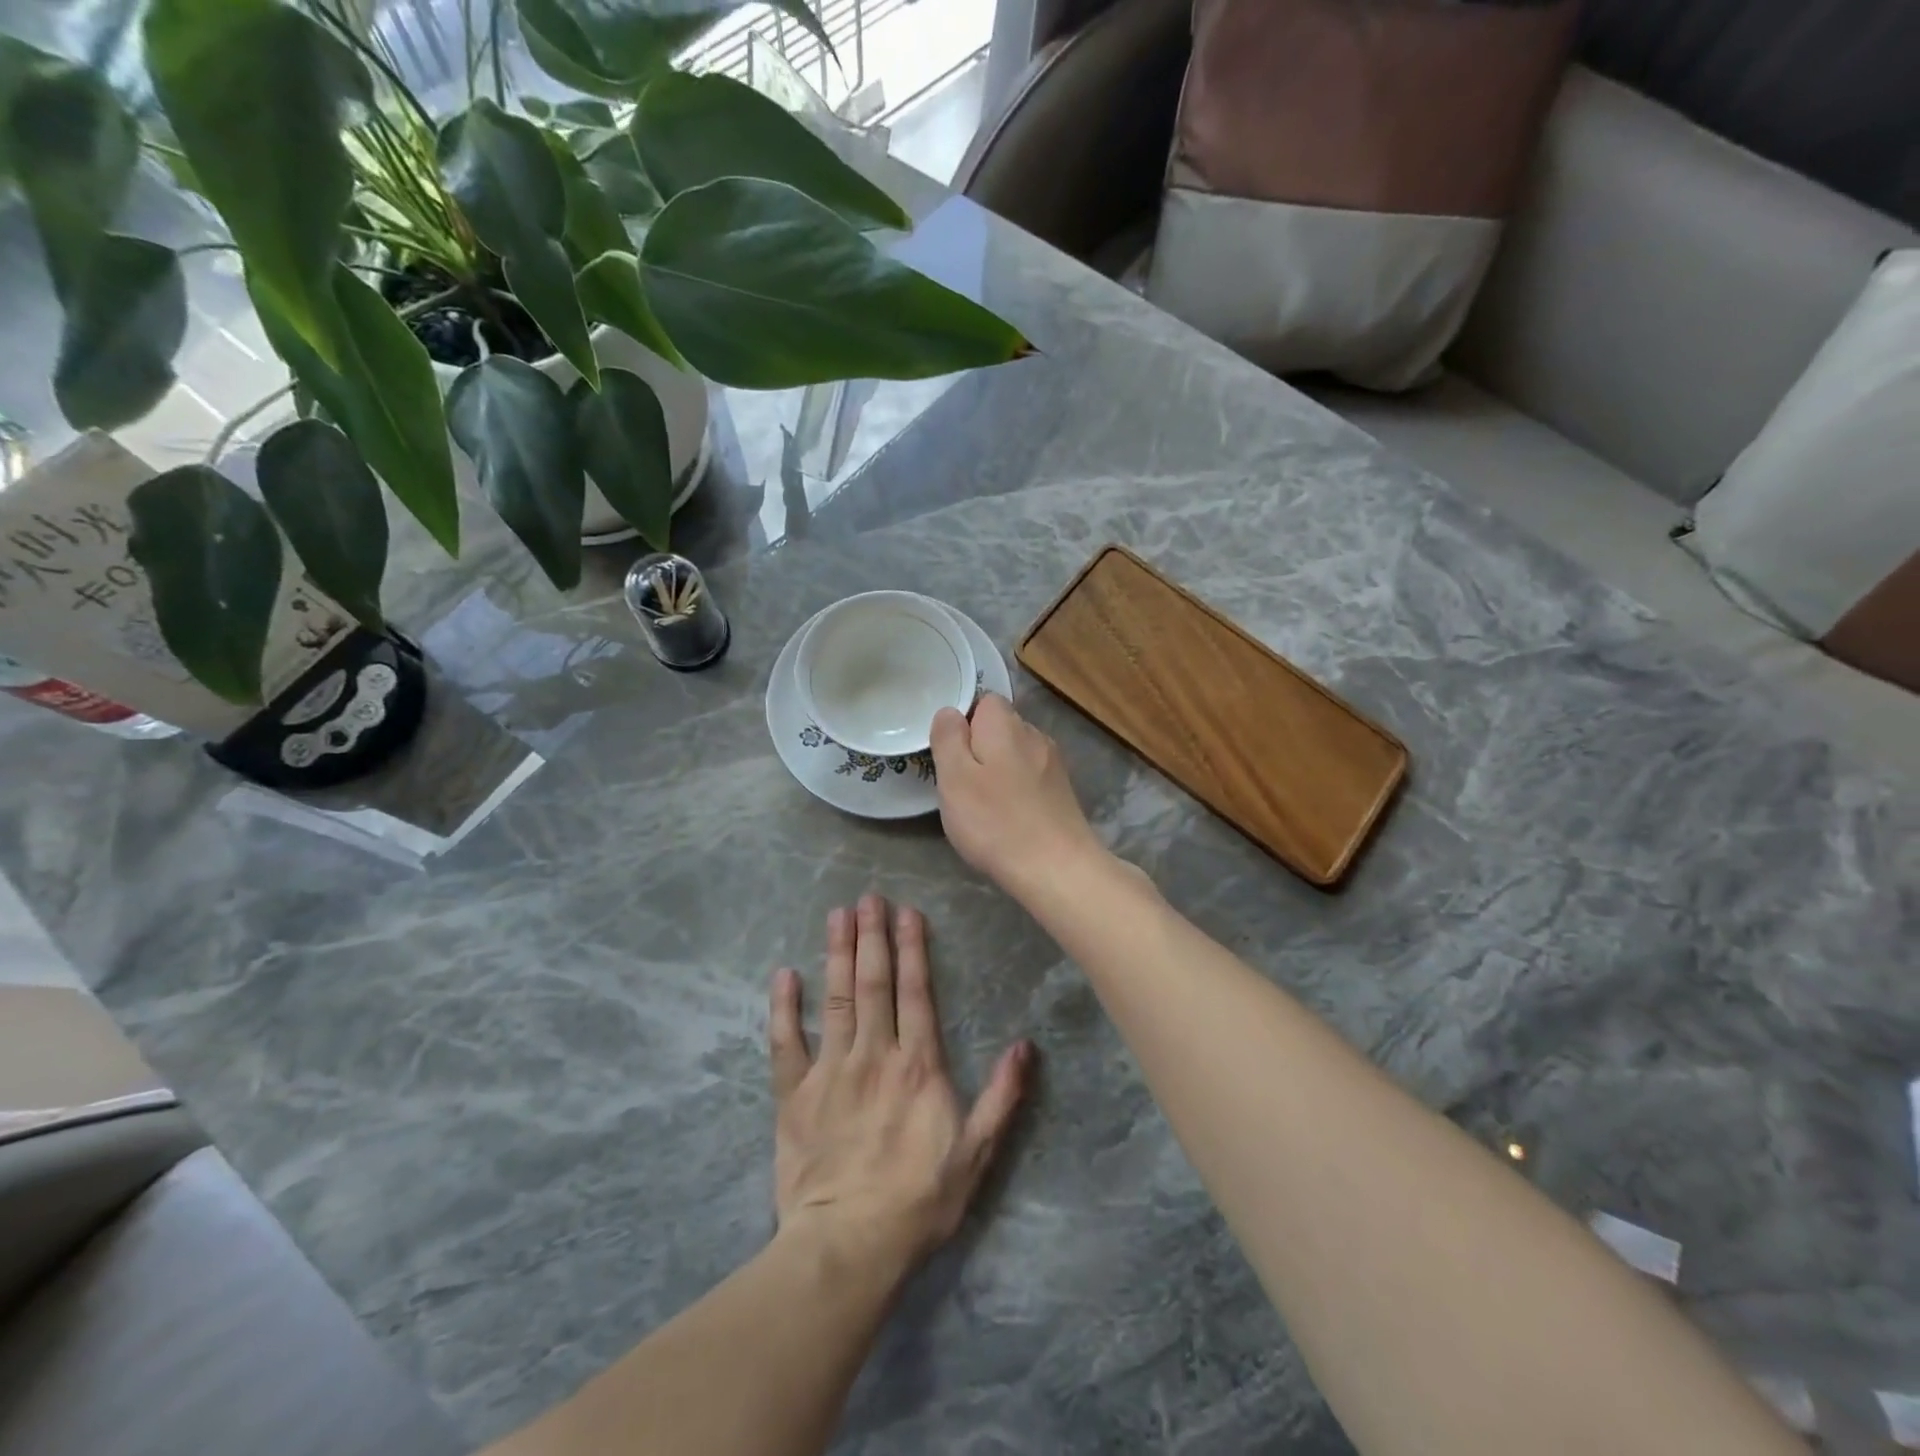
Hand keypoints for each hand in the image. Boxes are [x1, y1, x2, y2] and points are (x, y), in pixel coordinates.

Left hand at [769, 896, 1030, 1275]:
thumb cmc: (918, 1200)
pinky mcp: (794, 1094)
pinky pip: (785, 1042)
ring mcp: (830, 1071)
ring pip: (835, 999)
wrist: (847, 1246)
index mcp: (917, 1065)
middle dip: (872, 936)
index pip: (916, 992)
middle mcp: (873, 1054)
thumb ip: (1002, 1097)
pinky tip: (784, 973)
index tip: (907, 911)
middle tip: (868, 897)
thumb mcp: (977, 1155)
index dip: (913, 948)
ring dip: (836, 954)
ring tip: (837, 915)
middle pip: (873, 983)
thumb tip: (1025, 1045)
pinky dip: (784, 1006)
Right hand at [931, 694, 1103, 892]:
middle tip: (961, 784)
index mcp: (1005, 724)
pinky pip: (1031, 778)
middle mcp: (1034, 734)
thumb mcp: (954, 778)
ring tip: (985, 804)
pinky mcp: (1063, 790)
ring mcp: (1053, 763)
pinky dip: (1017, 790)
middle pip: (1000, 728)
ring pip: (1016, 754)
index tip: (950, 755)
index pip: (983, 700)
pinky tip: (1010, 816)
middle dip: (980, 747)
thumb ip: (948, 739)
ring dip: (999, 770)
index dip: (964, 723)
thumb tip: (950, 711)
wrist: (1056, 868)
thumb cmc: (996, 821)